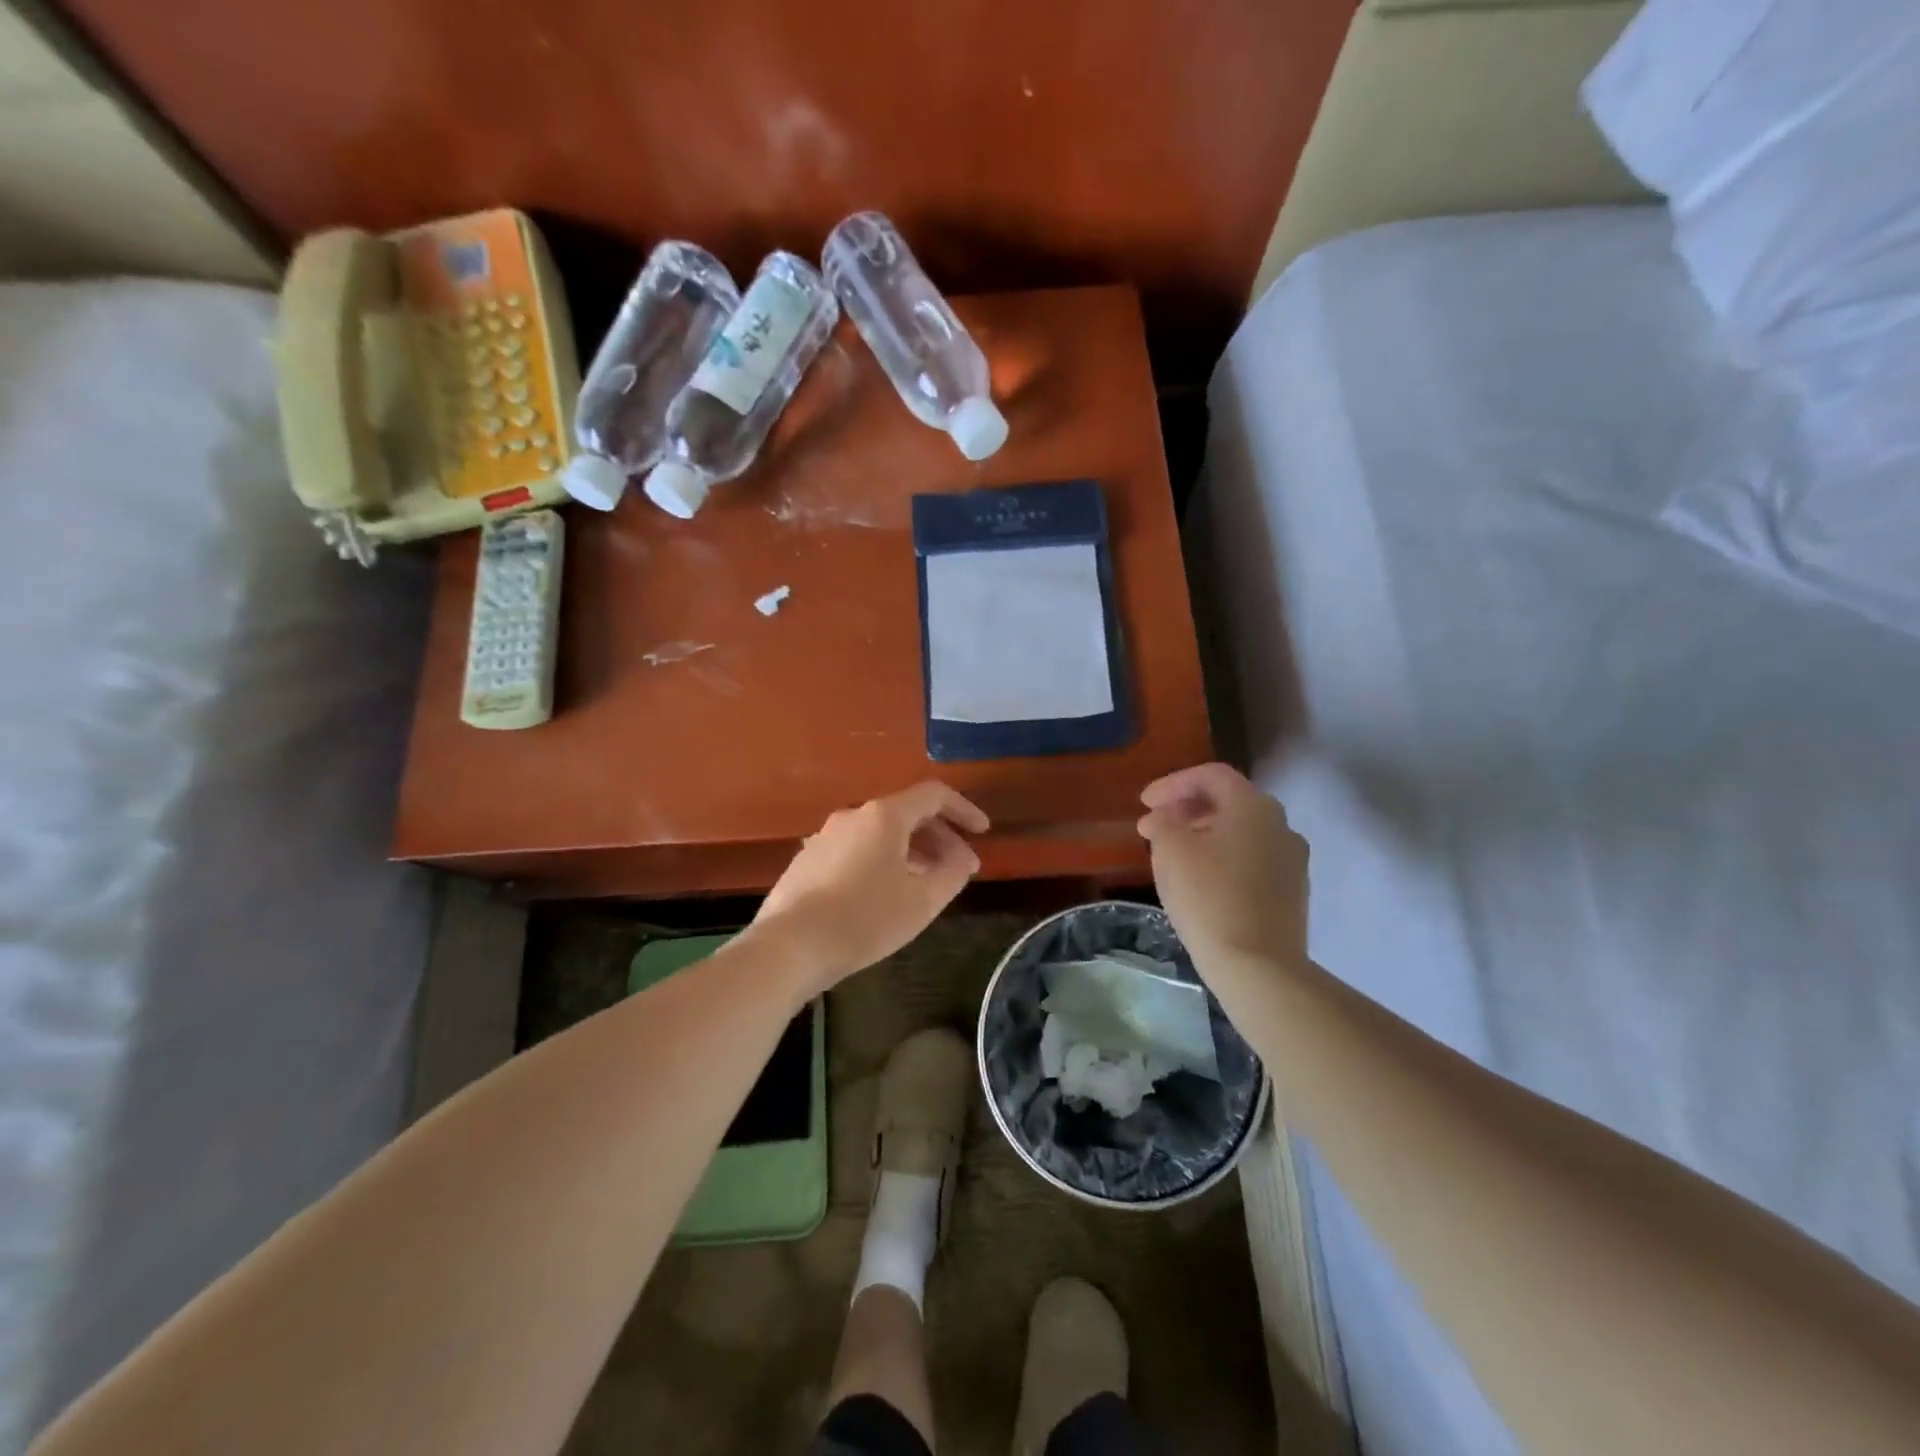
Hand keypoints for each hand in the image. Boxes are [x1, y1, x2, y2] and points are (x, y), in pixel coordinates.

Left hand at [752, 782, 990, 987]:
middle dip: (939, 838)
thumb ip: (951, 874)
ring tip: (925, 885)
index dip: (963, 810)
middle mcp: (853, 815)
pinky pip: (856, 850)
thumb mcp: (921, 901)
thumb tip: (961, 859)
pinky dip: (881, 862)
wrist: (788, 946)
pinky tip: (884, 895)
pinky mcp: (807, 860)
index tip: (982, 832)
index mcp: (884, 816)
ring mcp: (825, 837)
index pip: (933, 795)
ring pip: (880, 834)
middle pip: (906, 814)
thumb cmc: (864, 919)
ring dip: (911, 852)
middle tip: (959, 869)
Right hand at [1138, 763, 1308, 972]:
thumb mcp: (1171, 851)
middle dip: (1188, 808)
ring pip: (1242, 832)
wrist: (1258, 968)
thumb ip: (1164, 821)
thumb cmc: (1209, 899)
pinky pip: (1253, 859)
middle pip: (1229, 801)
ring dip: (1205, 833)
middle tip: (1155, 826)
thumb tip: (1165, 816)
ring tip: (1174, 853)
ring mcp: (1292, 860)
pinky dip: (1224, 857)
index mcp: (1253, 807)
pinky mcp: (1292, 892)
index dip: (1173, 783)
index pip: (1211, 775)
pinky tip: (1202, 881)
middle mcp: (1281, 825)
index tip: (1145, 803)